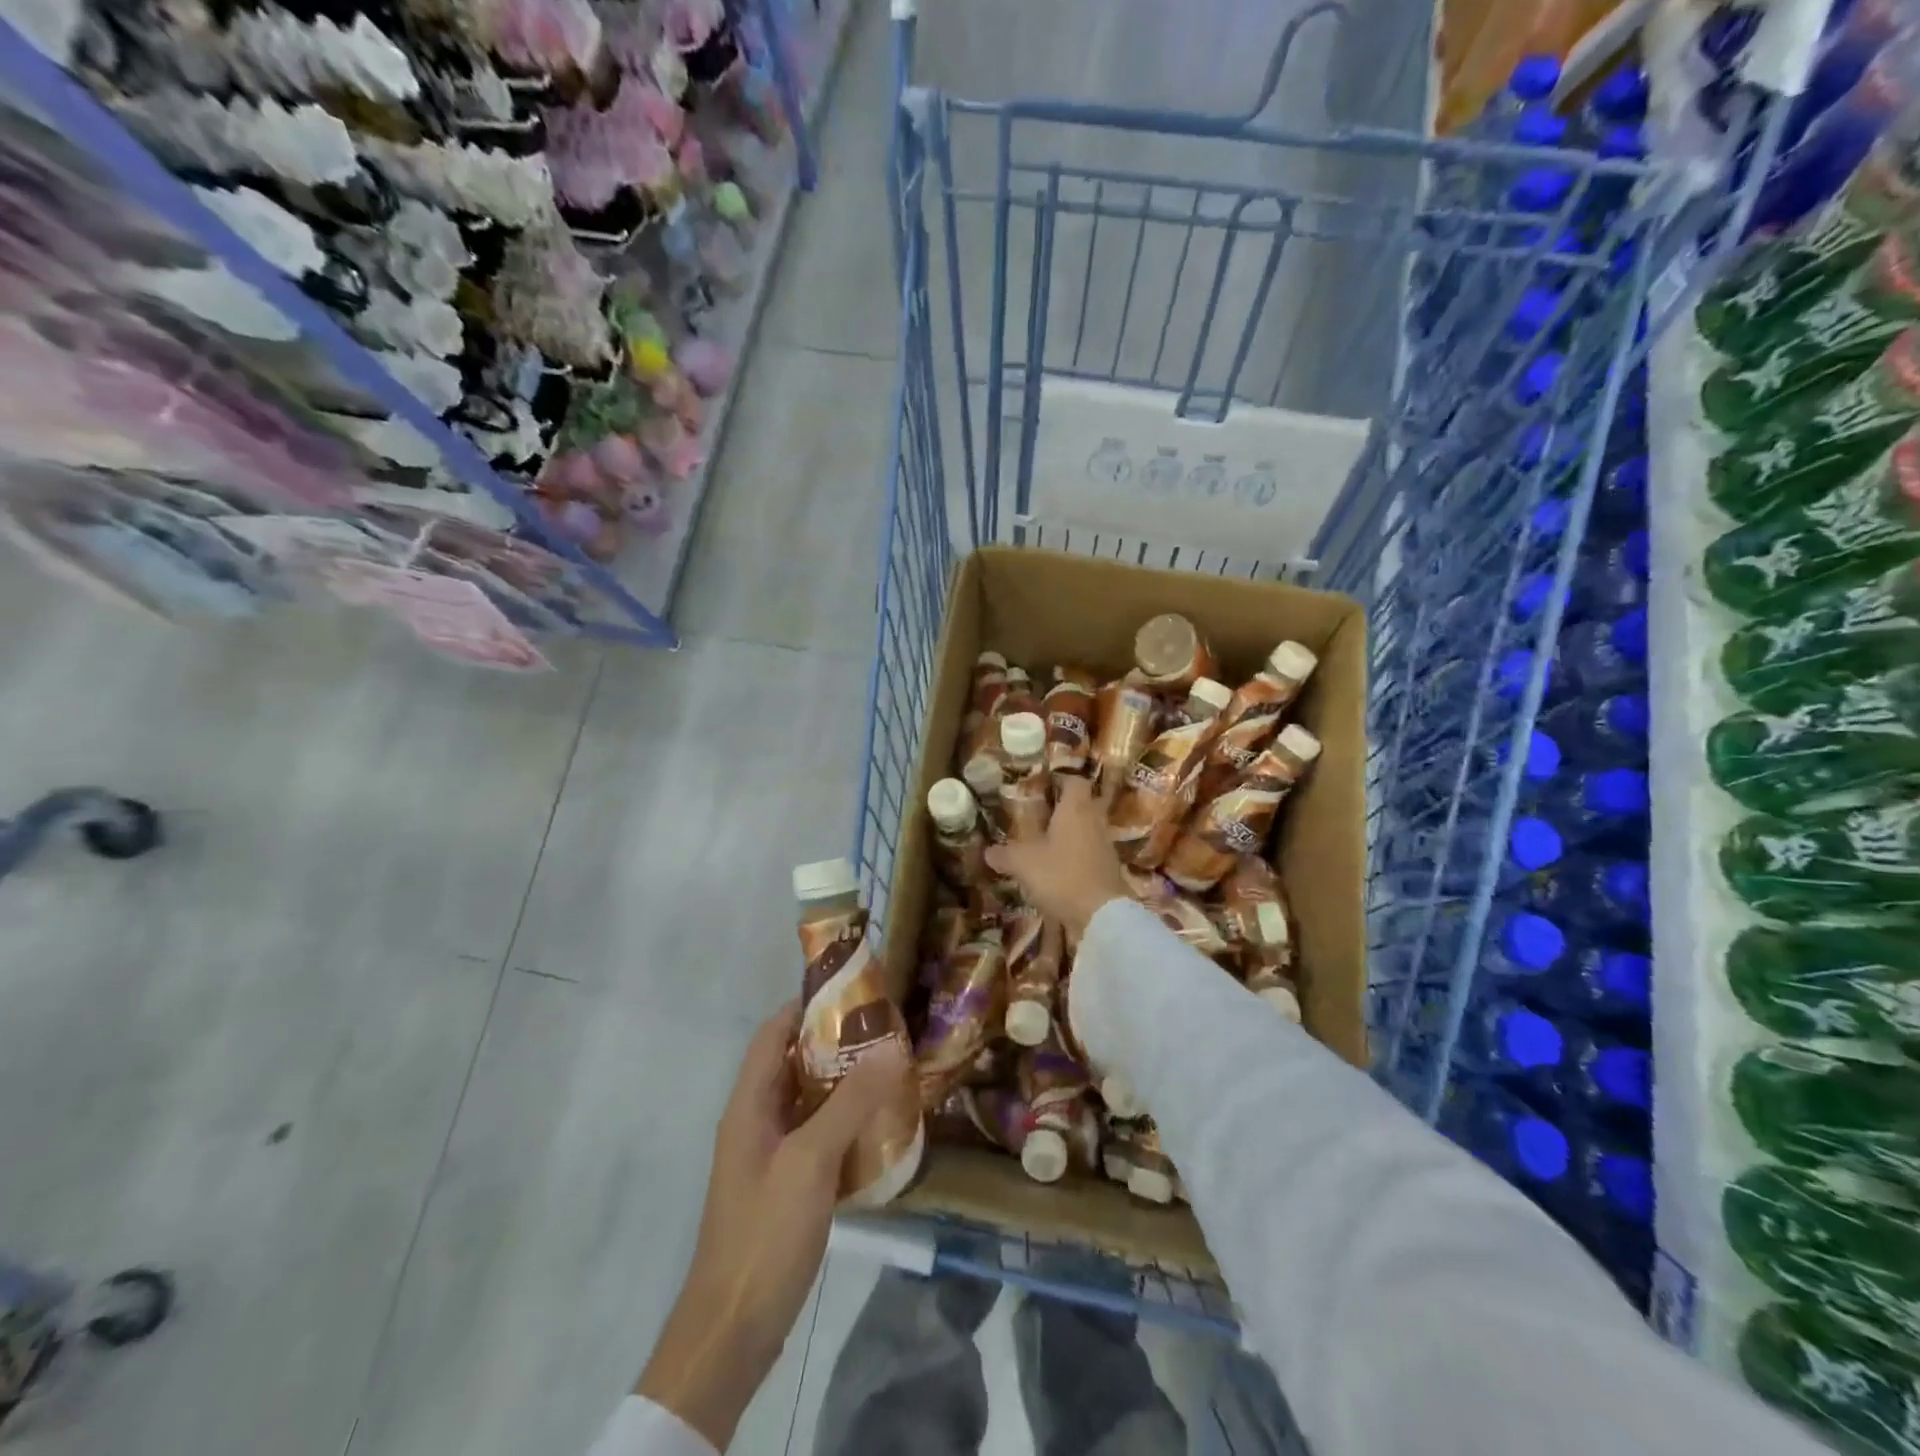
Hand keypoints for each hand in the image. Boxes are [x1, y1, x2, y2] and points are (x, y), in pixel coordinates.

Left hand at [636, 1002, 910, 1448]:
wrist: (733, 1330)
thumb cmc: (766, 1231)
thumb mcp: (812, 1159)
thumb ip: (851, 1101)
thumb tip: (893, 1044)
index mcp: (749, 1104)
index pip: (774, 1033)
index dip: (808, 1006)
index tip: (856, 992)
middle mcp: (756, 1121)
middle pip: (795, 1065)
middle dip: (837, 1045)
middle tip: (888, 1031)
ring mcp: (770, 1156)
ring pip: (809, 1103)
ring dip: (845, 1085)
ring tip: (893, 1071)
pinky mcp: (786, 1187)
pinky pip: (817, 1138)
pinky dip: (845, 1124)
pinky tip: (880, 1128)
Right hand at [985, 776, 1128, 939]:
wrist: (1102, 915)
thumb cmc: (1061, 875)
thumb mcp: (1023, 863)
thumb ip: (1004, 854)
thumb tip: (988, 851)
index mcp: (1076, 809)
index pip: (1075, 781)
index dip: (1060, 781)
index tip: (1042, 788)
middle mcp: (1094, 822)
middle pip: (1082, 805)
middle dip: (1063, 810)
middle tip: (1039, 818)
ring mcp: (1105, 847)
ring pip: (1086, 831)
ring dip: (1069, 836)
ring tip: (1045, 846)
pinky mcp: (1108, 871)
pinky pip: (1089, 855)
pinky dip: (1075, 859)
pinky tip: (1057, 872)